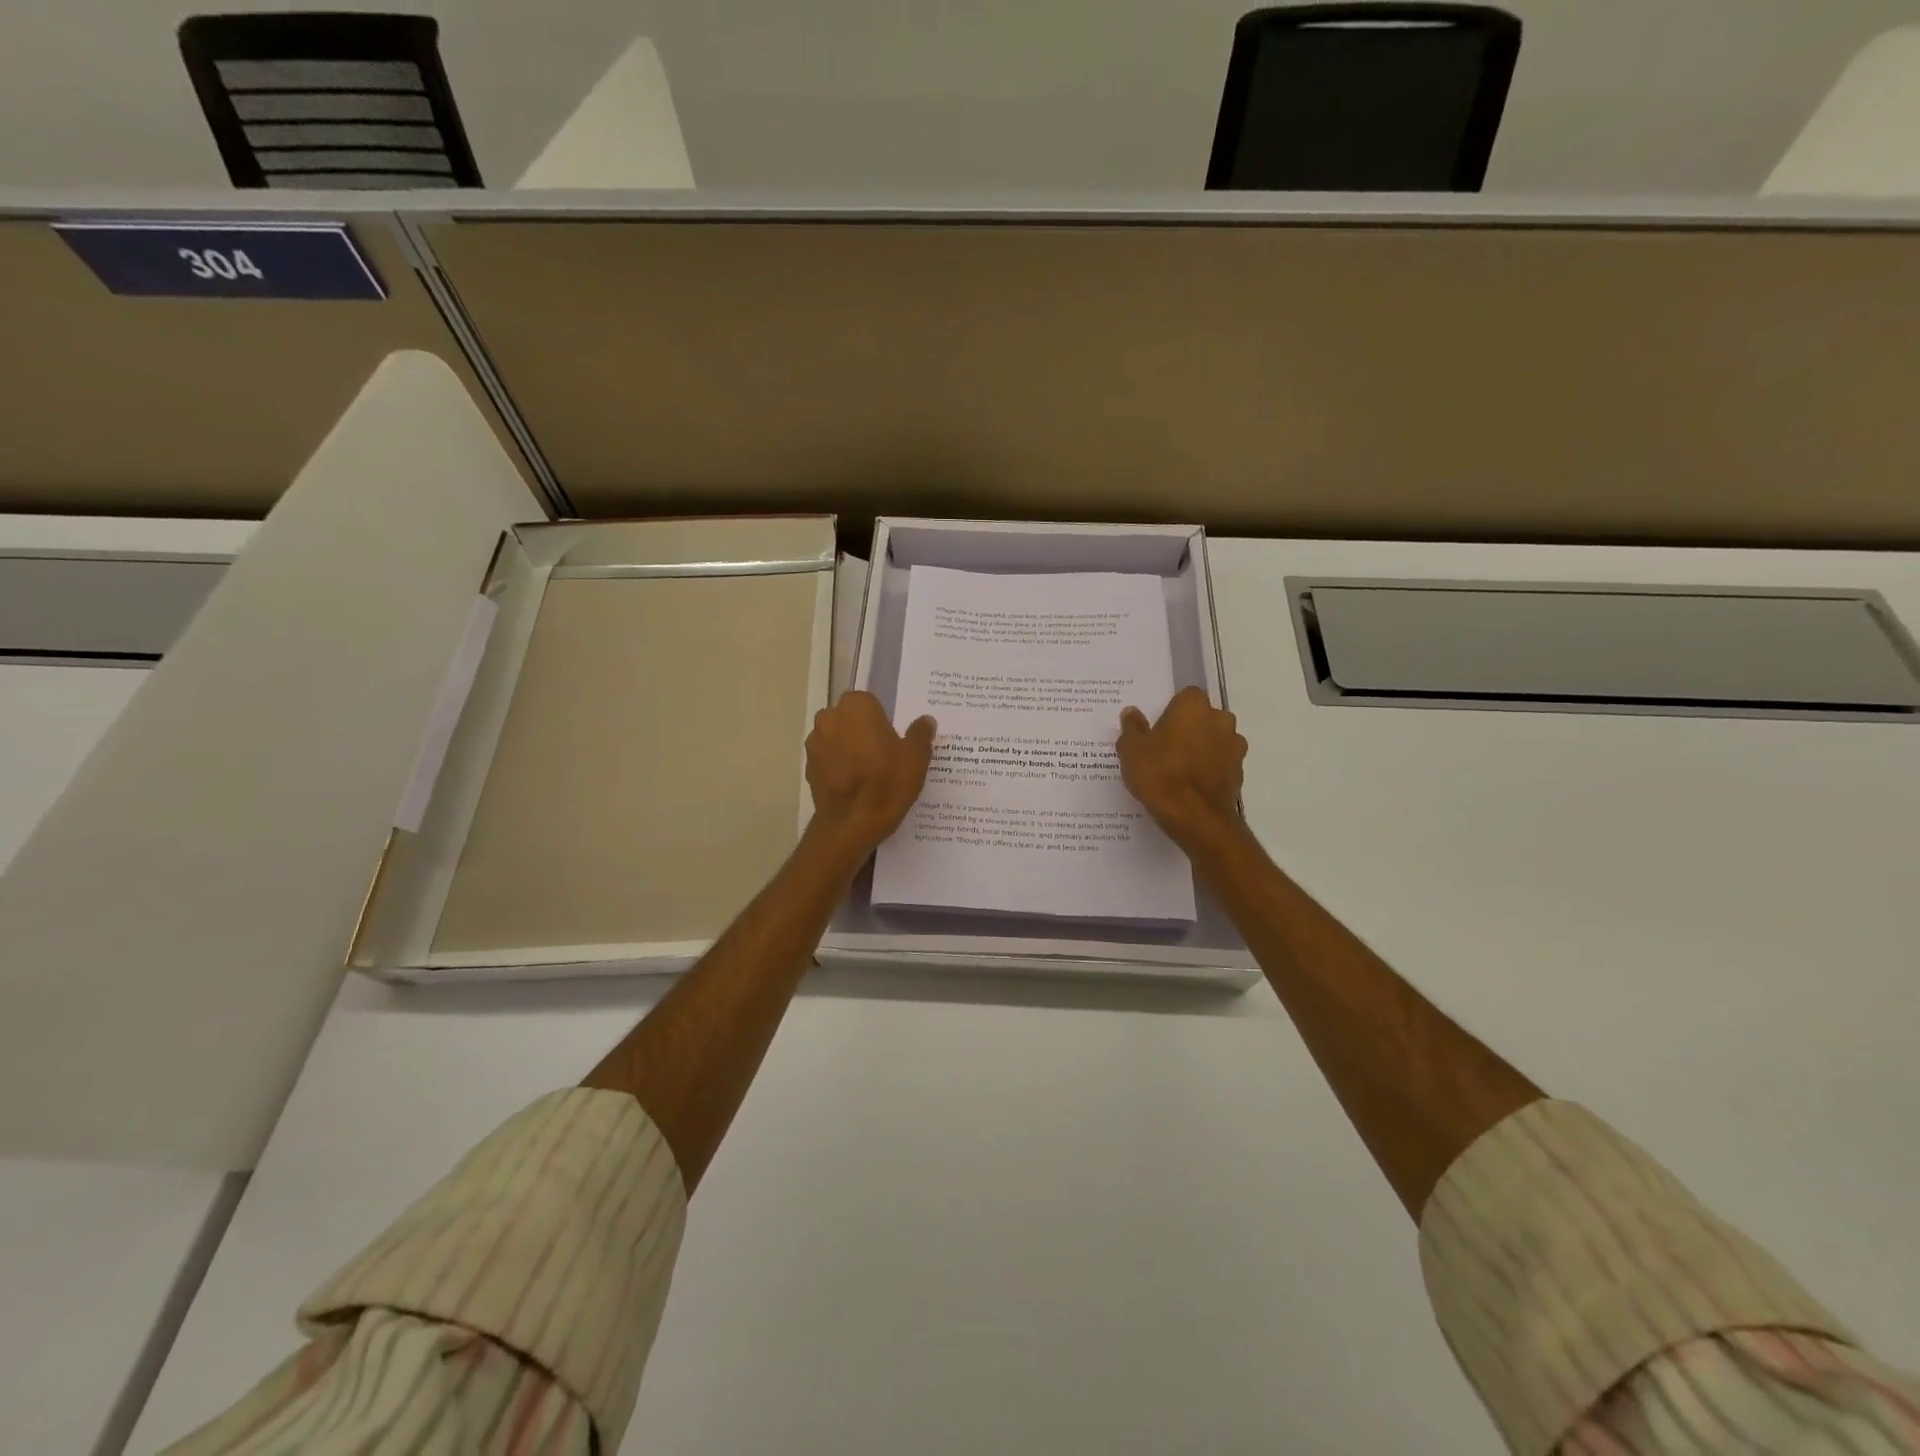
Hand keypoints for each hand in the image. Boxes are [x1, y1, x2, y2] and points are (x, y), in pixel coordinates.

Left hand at [805, 691, 935, 857]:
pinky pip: (828, 759)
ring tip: (868, 773)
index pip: (871, 702)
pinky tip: (854, 785)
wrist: (851, 824)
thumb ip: (920, 734)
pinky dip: (838, 766)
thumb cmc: (887, 783)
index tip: (893, 740)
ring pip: (837, 738)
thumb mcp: (916, 759)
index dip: (882, 720)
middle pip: (850, 718)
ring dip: (848, 748)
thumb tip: (925, 721)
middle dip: (863, 731)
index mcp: (857, 706)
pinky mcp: (808, 767)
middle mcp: (829, 717)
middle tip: (884, 755)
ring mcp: (815, 742)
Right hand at [1116, 687, 1246, 849]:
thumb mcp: (1132, 751)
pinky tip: (1191, 786)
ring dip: (1202, 748)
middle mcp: (1220, 719)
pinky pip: (1221, 762)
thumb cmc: (1160, 775)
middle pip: (1203, 717)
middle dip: (1189, 728)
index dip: (1171, 711)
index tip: (1157, 728)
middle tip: (1165, 748)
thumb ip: (1132, 728)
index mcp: (1193, 706)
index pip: (1185, 696)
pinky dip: (1210, 769)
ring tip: (1179, 770)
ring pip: (1215, 739)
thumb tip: (1132, 713)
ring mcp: (1234, 746)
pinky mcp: (1240, 772)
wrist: (1196, 817)